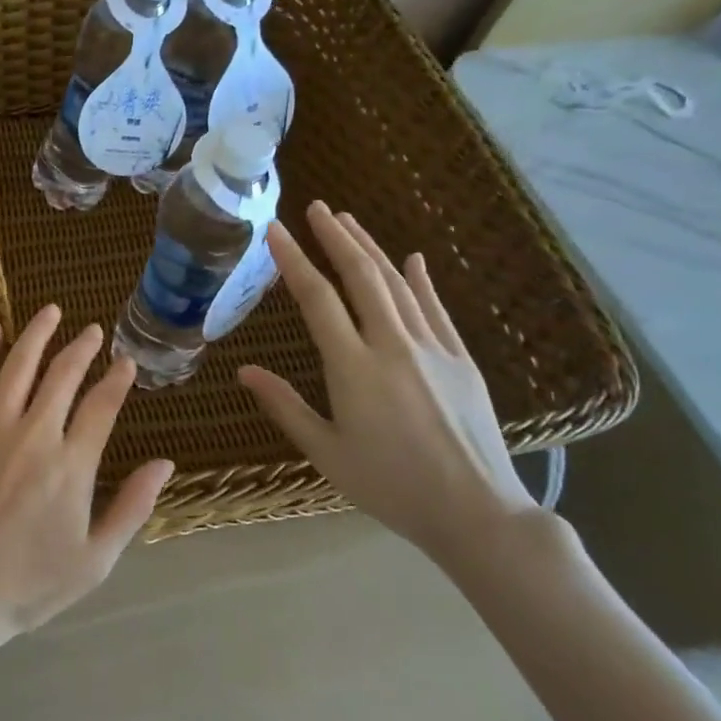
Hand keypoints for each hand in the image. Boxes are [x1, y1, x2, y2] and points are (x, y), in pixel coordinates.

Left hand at [0, 306, 173, 646]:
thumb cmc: (30, 583)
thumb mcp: (95, 559)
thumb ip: (133, 508)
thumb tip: (164, 463)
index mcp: (71, 466)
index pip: (102, 406)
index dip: (117, 379)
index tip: (126, 361)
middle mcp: (33, 436)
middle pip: (62, 376)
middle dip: (81, 348)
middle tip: (93, 330)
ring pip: (18, 367)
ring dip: (37, 335)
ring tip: (51, 311)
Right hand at [238, 202, 532, 565]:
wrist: (476, 512)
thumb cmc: (390, 486)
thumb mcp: (326, 452)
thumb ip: (285, 407)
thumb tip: (244, 372)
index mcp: (353, 368)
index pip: (317, 299)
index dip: (294, 260)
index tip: (276, 231)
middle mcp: (393, 345)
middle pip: (361, 277)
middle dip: (336, 238)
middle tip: (317, 208)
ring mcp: (433, 349)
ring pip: (398, 285)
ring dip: (372, 249)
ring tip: (349, 222)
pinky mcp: (461, 360)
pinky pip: (437, 310)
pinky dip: (422, 281)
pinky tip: (414, 260)